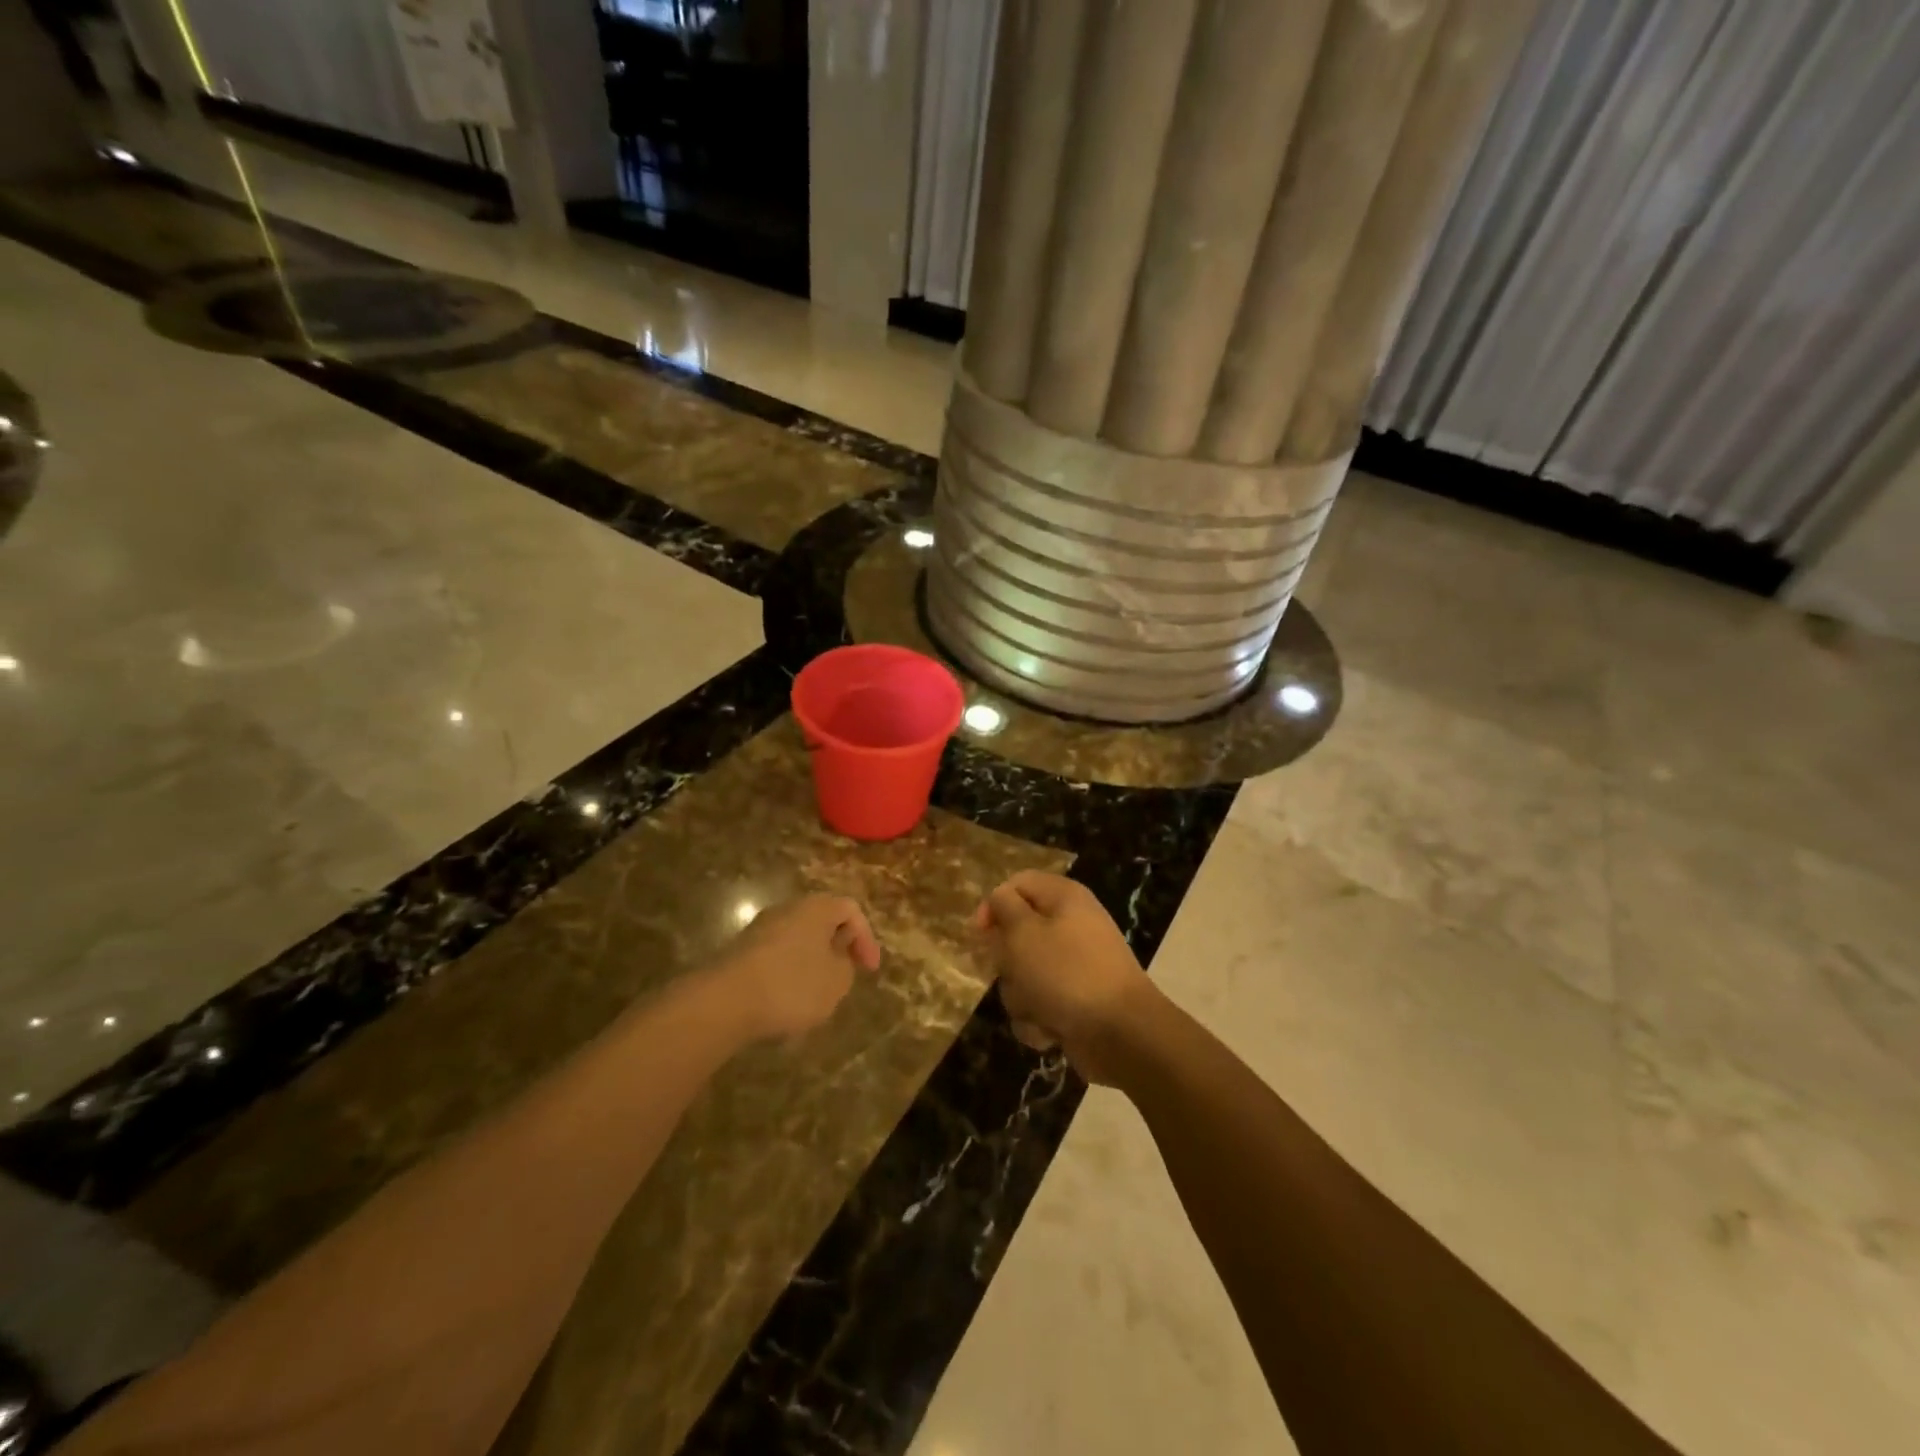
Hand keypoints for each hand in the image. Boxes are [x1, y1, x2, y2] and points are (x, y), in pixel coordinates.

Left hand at [705, 895, 881, 1041]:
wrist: (723, 1002)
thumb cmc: (791, 986)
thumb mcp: (836, 982)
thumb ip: (846, 966)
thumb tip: (836, 958)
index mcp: (816, 908)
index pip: (851, 910)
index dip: (866, 939)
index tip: (869, 971)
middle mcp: (788, 909)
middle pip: (822, 921)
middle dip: (837, 948)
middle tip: (845, 974)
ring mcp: (760, 928)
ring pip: (798, 939)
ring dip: (812, 962)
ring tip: (817, 993)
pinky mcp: (741, 951)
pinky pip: (776, 956)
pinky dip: (788, 973)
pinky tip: (786, 1001)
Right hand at [970, 871, 1158, 1084]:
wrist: (1120, 1033)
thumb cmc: (1066, 974)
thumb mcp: (1024, 932)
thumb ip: (1004, 907)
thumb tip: (1000, 899)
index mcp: (1064, 898)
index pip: (1017, 884)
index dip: (994, 905)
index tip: (980, 934)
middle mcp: (1071, 926)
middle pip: (1017, 934)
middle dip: (1008, 962)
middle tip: (1017, 972)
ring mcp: (1075, 967)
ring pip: (1023, 975)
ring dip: (1021, 997)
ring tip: (1038, 1008)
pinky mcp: (1075, 1002)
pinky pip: (1039, 1004)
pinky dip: (1039, 1020)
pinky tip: (1050, 1030)